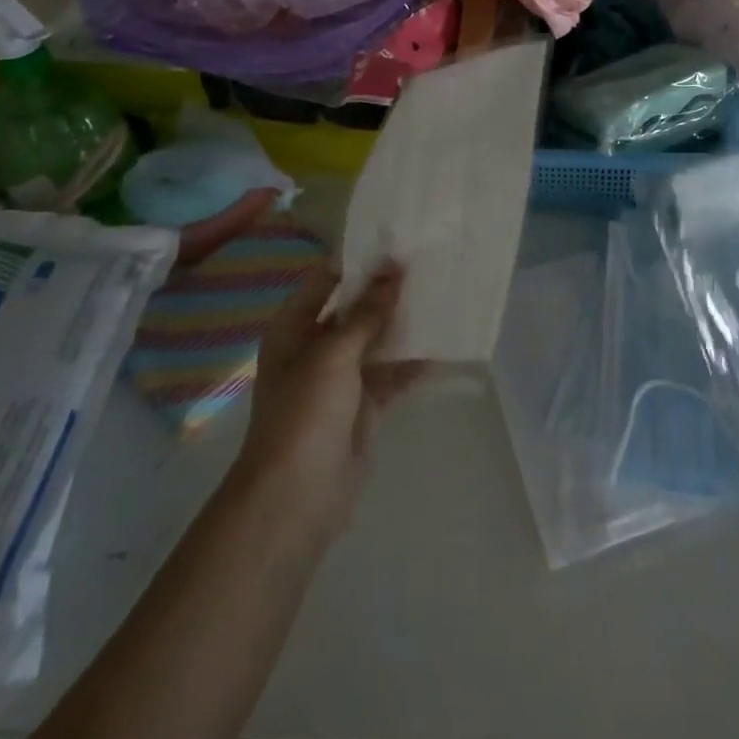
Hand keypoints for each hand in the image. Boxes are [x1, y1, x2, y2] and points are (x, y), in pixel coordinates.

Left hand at [228, 263, 424, 542]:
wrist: (297, 496)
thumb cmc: (305, 413)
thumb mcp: (334, 353)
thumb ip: (368, 312)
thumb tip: (394, 269)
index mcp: (295, 328)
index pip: (327, 280)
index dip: (360, 262)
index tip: (399, 242)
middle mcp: (315, 347)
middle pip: (355, 310)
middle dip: (388, 292)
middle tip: (430, 265)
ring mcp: (340, 379)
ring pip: (377, 341)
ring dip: (404, 325)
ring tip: (443, 297)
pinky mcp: (363, 406)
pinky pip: (391, 374)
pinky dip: (413, 362)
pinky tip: (444, 346)